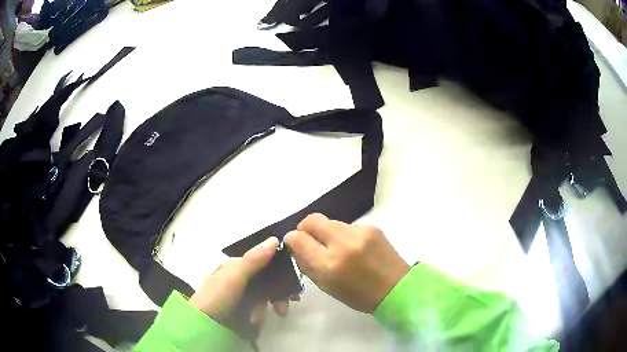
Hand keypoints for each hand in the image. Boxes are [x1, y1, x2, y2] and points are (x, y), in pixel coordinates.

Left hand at [189, 237, 294, 326]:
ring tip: (273, 314)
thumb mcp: (236, 275)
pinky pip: (259, 308)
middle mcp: (241, 277)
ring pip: (266, 295)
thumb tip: (275, 239)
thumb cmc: (220, 295)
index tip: (296, 278)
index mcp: (238, 265)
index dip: (282, 268)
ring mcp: (242, 294)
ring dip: (271, 304)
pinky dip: (260, 313)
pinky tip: (255, 320)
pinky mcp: (242, 309)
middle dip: (280, 291)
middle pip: (268, 280)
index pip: (265, 261)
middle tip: (293, 301)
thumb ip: (255, 259)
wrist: (205, 323)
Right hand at [285, 213, 408, 313]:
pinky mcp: (371, 226)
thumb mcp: (326, 286)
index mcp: (329, 264)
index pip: (298, 238)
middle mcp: (342, 243)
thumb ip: (307, 264)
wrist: (396, 288)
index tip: (293, 243)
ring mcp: (359, 232)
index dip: (291, 239)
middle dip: (304, 227)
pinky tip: (353, 247)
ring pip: (330, 222)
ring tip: (334, 247)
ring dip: (326, 232)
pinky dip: (343, 234)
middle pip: (312, 220)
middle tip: (308, 239)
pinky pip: (347, 226)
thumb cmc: (358, 295)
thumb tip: (295, 245)